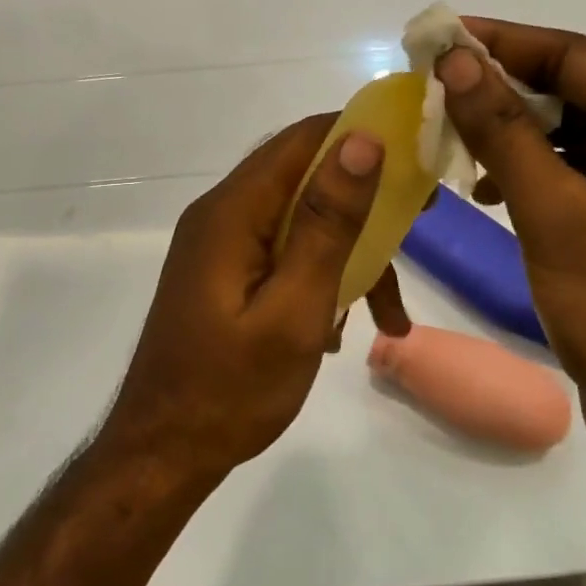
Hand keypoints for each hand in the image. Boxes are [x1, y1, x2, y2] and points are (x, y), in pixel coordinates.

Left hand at [99, 116, 405, 482]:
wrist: (164, 452)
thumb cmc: (231, 389)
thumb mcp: (295, 308)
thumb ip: (327, 224)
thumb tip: (361, 141)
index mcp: (232, 211)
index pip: (302, 140)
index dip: (360, 133)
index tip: (416, 153)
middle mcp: (223, 214)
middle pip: (304, 176)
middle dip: (365, 198)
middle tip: (421, 223)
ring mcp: (222, 245)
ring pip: (300, 221)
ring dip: (350, 254)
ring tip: (391, 313)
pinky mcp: (227, 273)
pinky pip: (284, 253)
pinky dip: (321, 277)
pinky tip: (344, 329)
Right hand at [437, 19, 585, 507]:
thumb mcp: (558, 215)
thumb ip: (504, 132)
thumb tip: (458, 60)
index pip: (575, 57)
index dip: (504, 41)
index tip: (439, 38)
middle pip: (569, 93)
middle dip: (500, 88)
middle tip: (430, 88)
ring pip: (564, 139)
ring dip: (507, 134)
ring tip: (446, 138)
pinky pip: (566, 181)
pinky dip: (523, 176)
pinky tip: (483, 193)